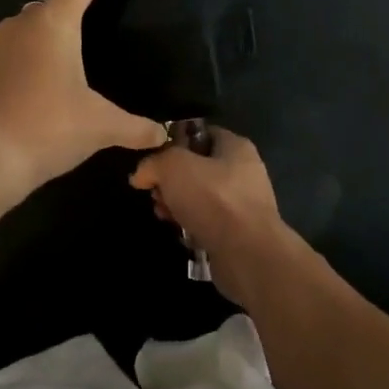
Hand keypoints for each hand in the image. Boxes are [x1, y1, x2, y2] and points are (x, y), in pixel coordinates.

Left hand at [0, 0, 165, 197]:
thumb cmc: (48, 130)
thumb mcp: (100, 127)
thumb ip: (135, 127)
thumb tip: (161, 135)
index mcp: (53, 23)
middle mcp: (20, 23)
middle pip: (56, 1)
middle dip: (80, 11)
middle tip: (100, 36)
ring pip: (29, 27)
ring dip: (50, 39)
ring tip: (69, 71)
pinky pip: (8, 52)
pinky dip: (26, 62)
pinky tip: (36, 94)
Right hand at [130, 127, 301, 305]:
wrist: (248, 254)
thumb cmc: (214, 199)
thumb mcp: (174, 166)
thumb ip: (153, 163)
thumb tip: (140, 174)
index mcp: (235, 146)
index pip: (200, 134)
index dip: (174, 142)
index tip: (153, 158)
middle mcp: (243, 171)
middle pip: (197, 167)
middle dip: (170, 179)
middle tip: (154, 191)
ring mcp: (242, 204)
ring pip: (200, 196)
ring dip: (177, 203)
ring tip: (162, 213)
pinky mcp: (238, 232)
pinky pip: (207, 221)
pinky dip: (190, 224)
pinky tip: (178, 231)